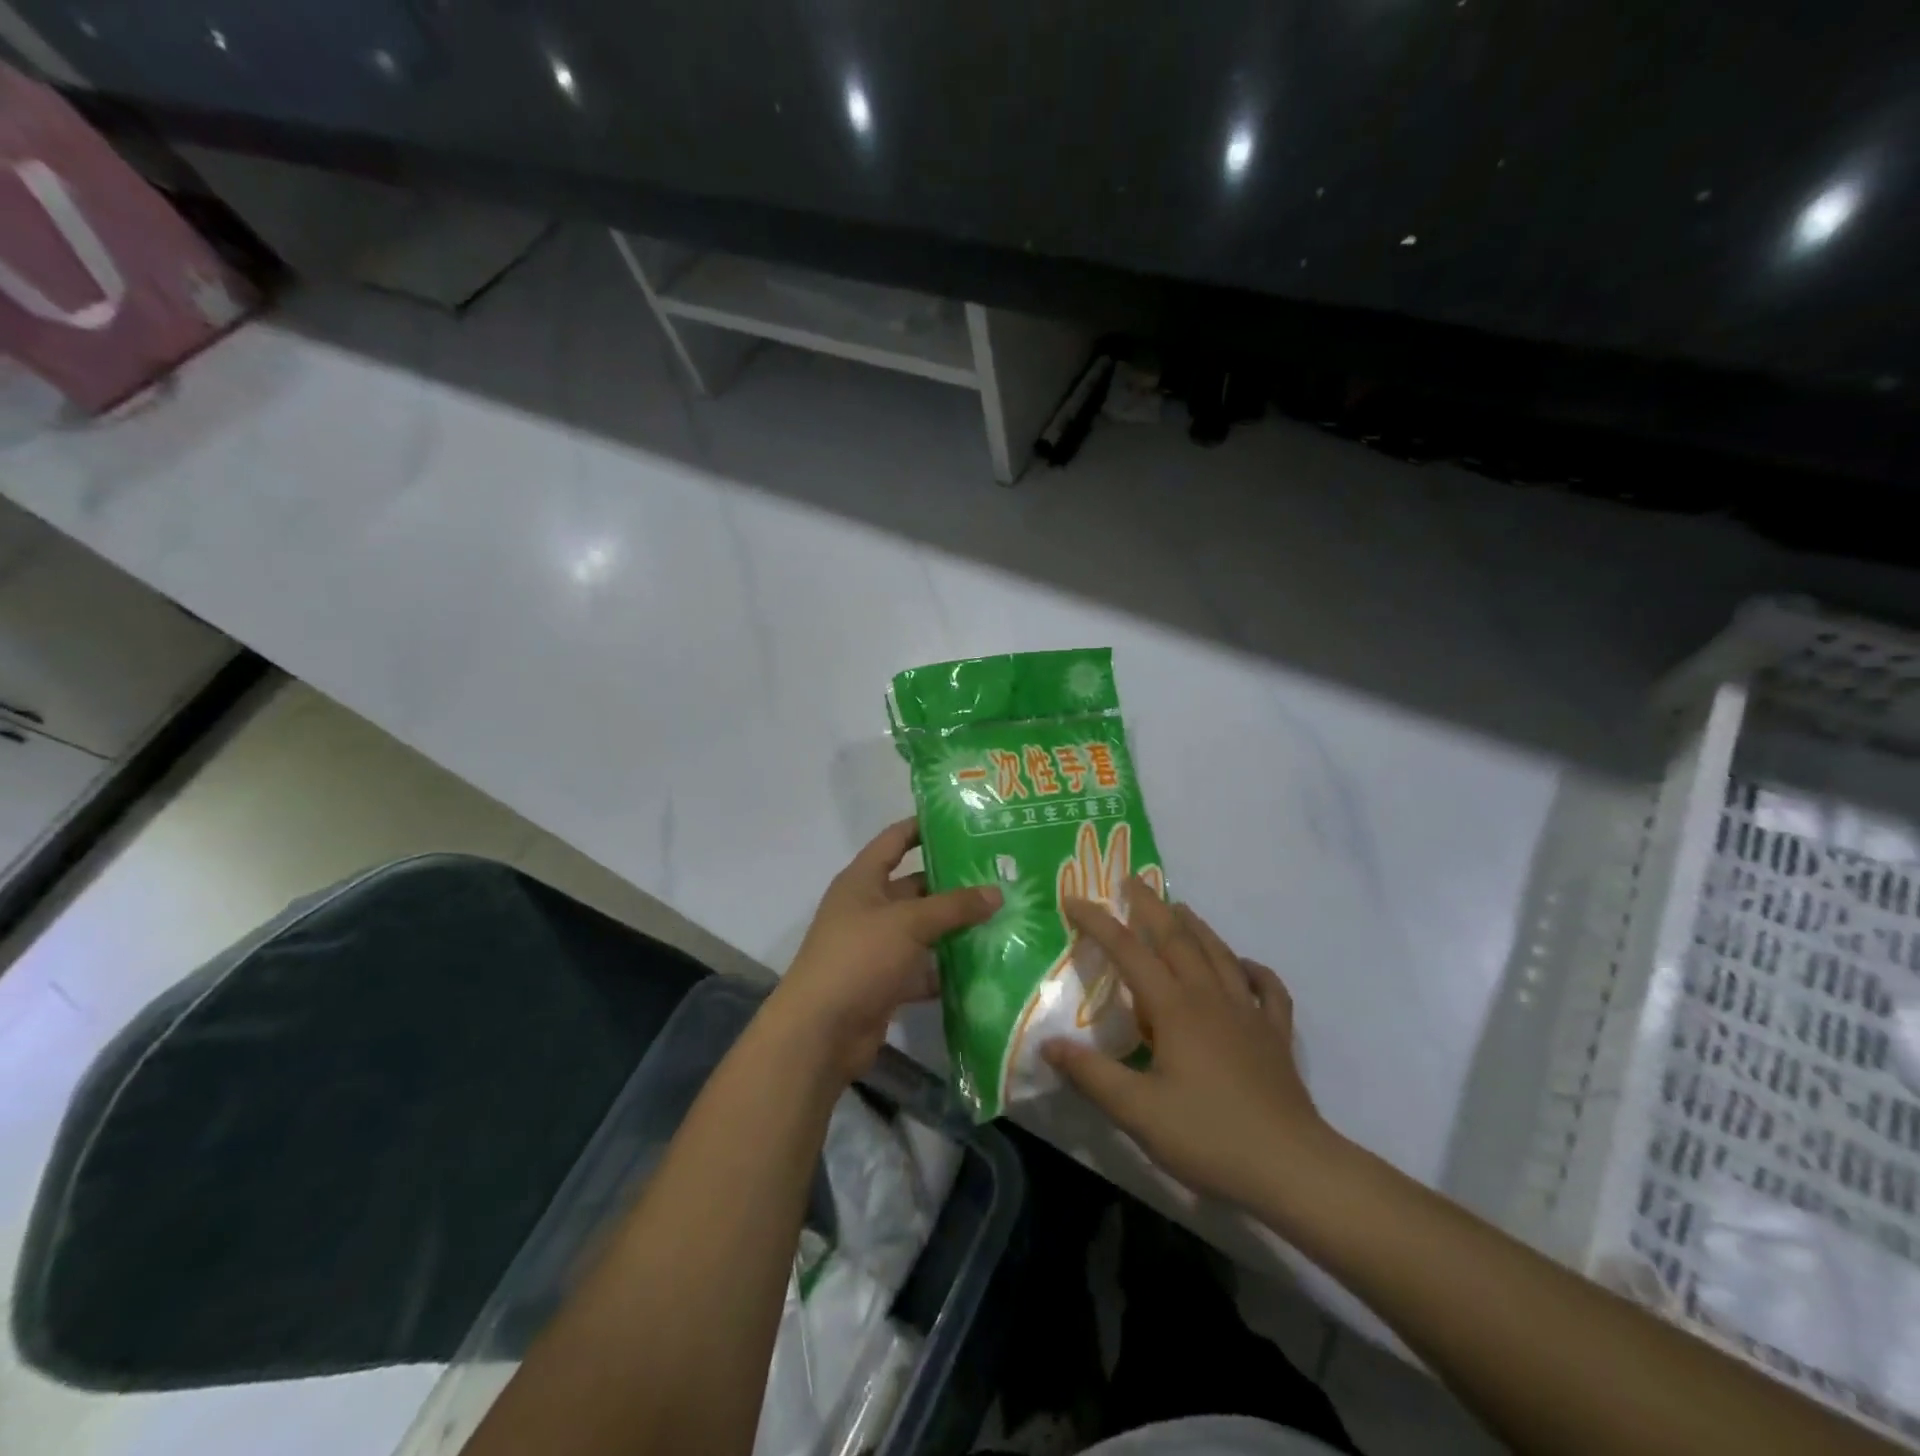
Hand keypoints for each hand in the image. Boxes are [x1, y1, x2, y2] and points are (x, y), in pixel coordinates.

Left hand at [771, 818, 1000, 1081]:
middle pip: (915, 887)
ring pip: (923, 929)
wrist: (820, 1032)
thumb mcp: (908, 923)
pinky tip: (985, 965)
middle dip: (952, 883)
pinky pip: (923, 967)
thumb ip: (954, 906)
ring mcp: (876, 947)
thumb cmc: (859, 958)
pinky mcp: (886, 982)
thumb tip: (997, 892)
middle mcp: (868, 908)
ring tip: (1002, 916)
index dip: (923, 827)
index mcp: (862, 881)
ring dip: (955, 927)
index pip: (894, 841)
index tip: (962, 821)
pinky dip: (947, 968)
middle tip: (998, 875)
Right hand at [1043, 880, 1334, 1209]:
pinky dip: (1254, 969)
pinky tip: (1245, 966)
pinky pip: (1267, 988)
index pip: (1128, 951)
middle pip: (1177, 938)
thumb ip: (1091, 1074)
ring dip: (1196, 926)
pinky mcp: (1275, 1034)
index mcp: (1174, 1008)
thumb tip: (1047, 1043)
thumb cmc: (1208, 1136)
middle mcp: (1210, 997)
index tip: (1073, 899)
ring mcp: (1248, 1012)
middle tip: (1131, 880)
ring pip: (1219, 953)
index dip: (1098, 923)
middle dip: (1151, 906)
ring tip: (1179, 907)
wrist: (1292, 1168)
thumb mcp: (1137, 1111)